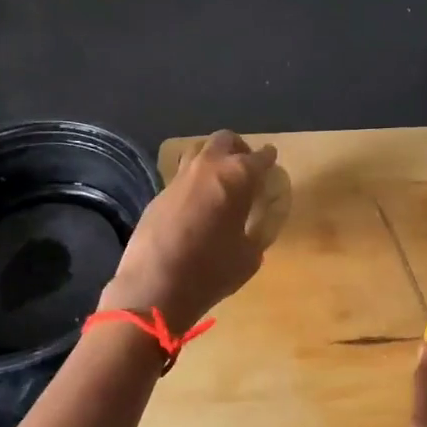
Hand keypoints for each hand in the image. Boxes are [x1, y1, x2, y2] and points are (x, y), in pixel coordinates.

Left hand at [108, 130, 276, 330]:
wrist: (154, 286)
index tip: (271, 161)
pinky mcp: (159, 193)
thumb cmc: (211, 271)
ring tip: (219, 181)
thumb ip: (255, 233)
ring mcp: (179, 178)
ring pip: (198, 151)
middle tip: (245, 166)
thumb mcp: (249, 256)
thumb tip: (252, 227)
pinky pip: (181, 177)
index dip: (268, 158)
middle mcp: (208, 167)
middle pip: (225, 139)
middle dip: (238, 148)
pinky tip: (196, 205)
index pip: (260, 157)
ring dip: (212, 159)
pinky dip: (193, 182)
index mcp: (237, 177)